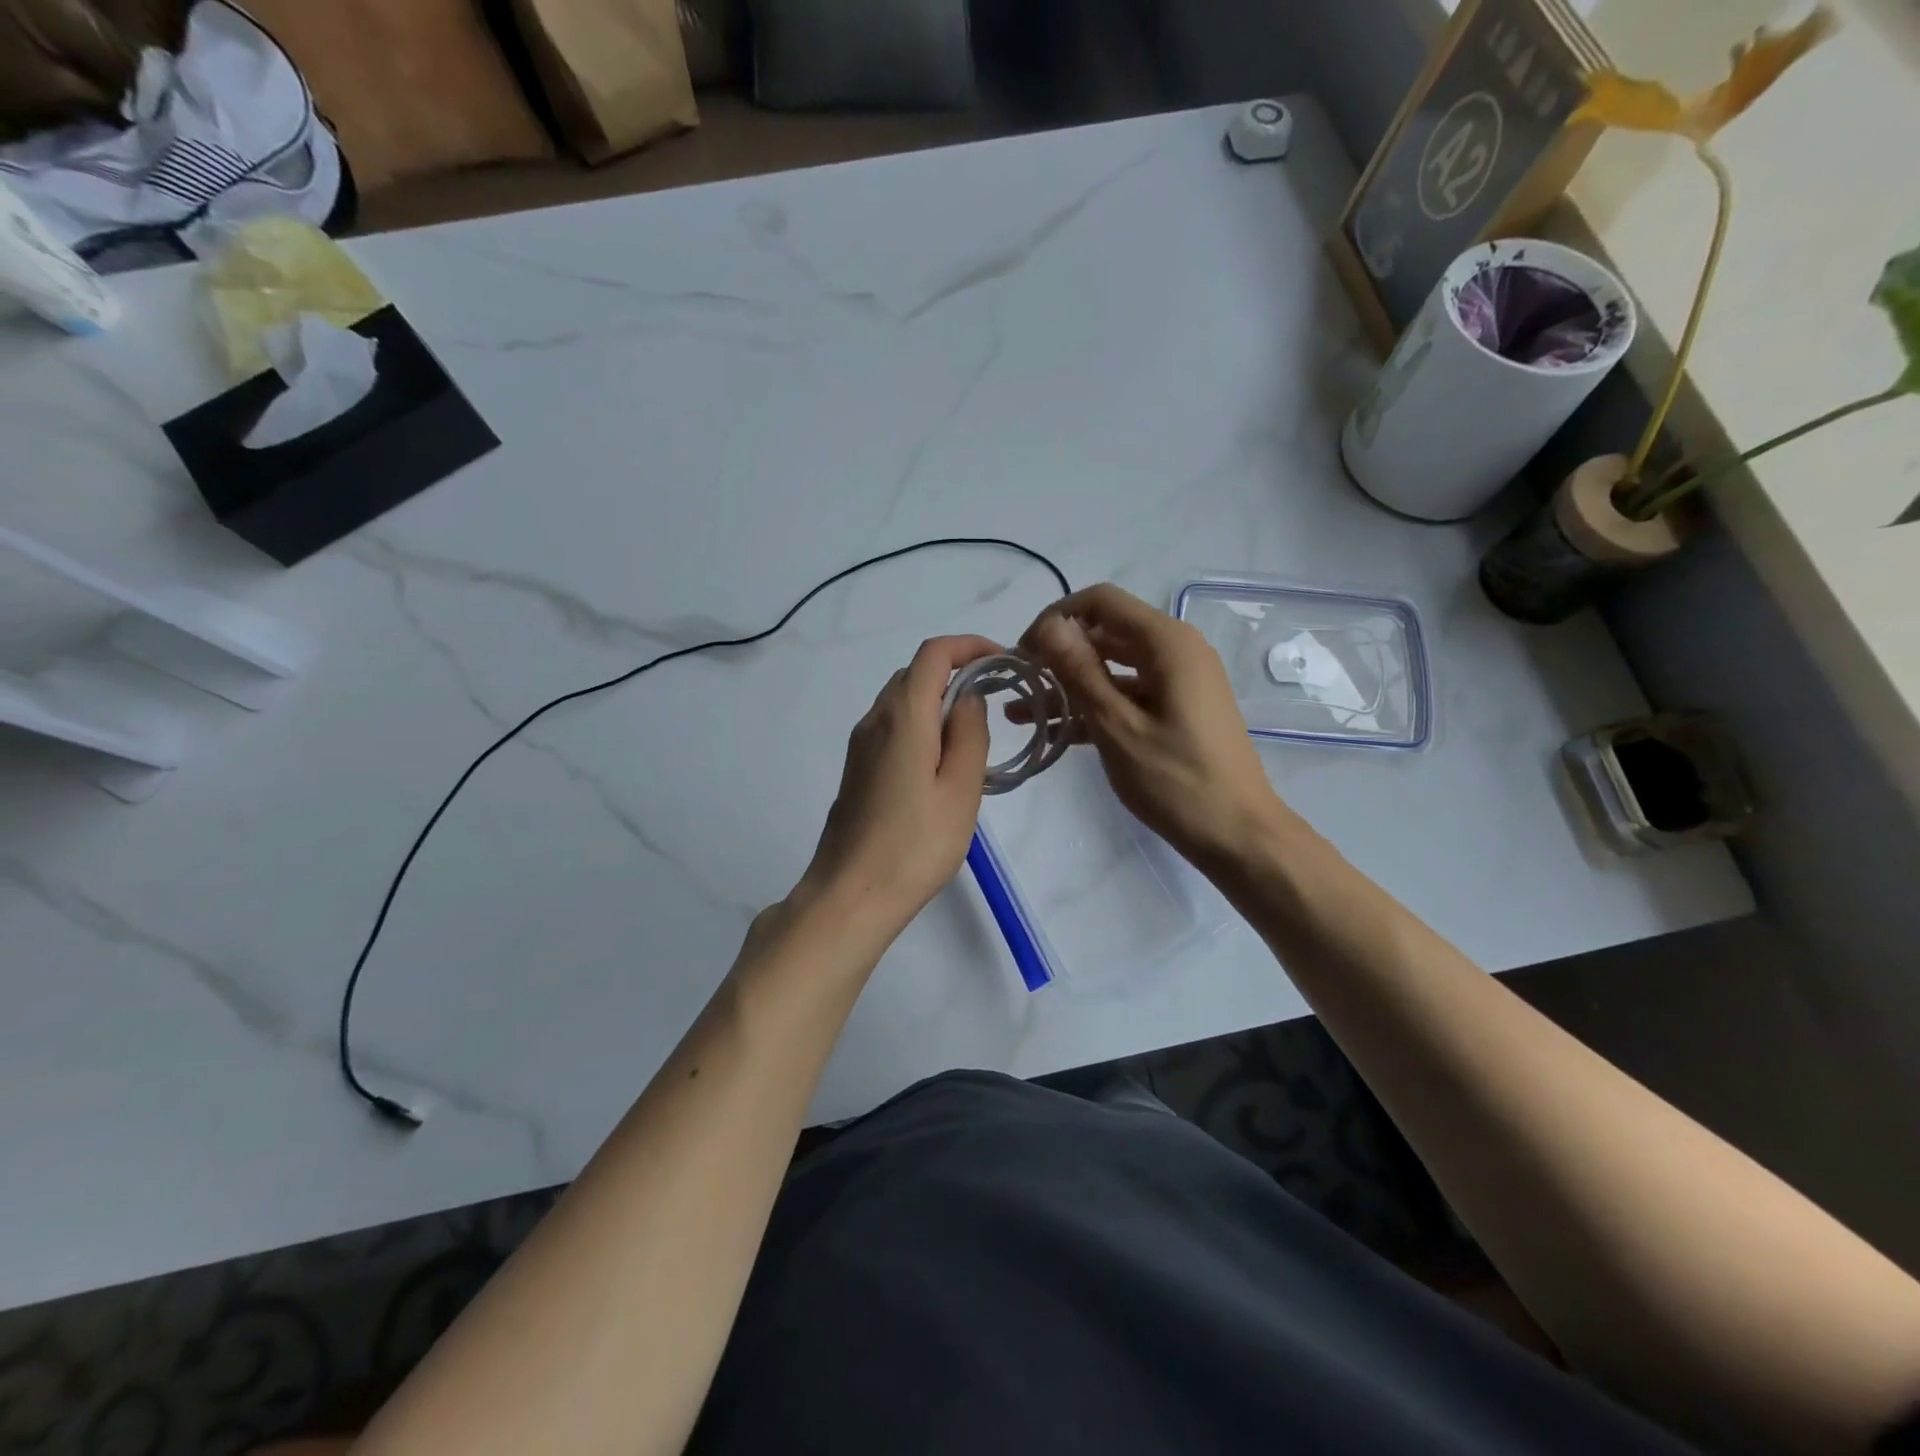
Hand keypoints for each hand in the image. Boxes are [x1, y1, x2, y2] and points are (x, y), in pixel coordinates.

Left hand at [796, 634, 997, 935]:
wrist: (850, 894)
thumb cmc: (915, 845)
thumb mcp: (961, 789)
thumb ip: (970, 734)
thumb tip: (968, 697)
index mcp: (903, 715)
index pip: (933, 653)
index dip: (969, 645)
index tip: (1002, 662)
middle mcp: (875, 719)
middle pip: (915, 673)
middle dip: (957, 672)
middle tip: (995, 702)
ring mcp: (860, 744)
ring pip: (902, 701)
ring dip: (938, 701)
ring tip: (973, 735)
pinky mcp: (857, 768)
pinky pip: (892, 727)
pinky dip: (921, 725)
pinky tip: (940, 763)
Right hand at [1015, 584, 1289, 874]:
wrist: (1238, 835)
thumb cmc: (1177, 780)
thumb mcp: (1117, 726)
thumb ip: (1080, 671)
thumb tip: (1048, 625)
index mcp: (1167, 643)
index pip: (1101, 601)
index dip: (1056, 618)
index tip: (1023, 653)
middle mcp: (1176, 650)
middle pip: (1106, 631)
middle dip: (1058, 652)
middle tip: (1019, 682)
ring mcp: (1177, 681)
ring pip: (1112, 666)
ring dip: (1069, 683)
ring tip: (1022, 710)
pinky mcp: (1175, 709)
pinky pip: (1127, 694)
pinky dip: (1093, 706)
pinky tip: (1053, 729)